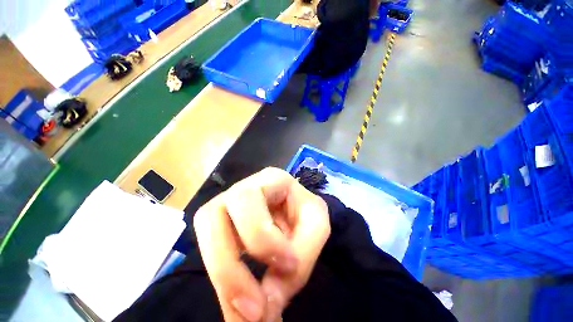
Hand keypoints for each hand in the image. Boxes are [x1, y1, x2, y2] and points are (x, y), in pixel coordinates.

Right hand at [194, 167, 330, 321]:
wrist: (298, 208)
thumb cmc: (308, 211)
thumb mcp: (316, 228)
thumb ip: (299, 261)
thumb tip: (266, 306)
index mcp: (270, 178)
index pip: (248, 199)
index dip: (261, 237)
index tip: (287, 266)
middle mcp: (243, 187)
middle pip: (213, 214)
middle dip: (228, 265)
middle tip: (254, 310)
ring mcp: (228, 203)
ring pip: (204, 232)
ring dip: (221, 275)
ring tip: (244, 311)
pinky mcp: (222, 224)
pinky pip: (208, 248)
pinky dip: (222, 277)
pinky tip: (238, 296)